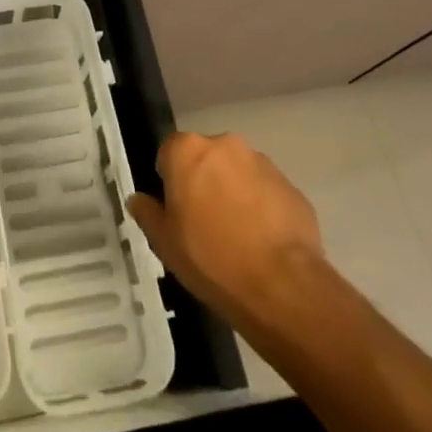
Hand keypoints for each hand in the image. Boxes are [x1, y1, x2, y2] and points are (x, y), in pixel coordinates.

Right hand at [127, 132, 322, 326]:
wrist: (281, 286)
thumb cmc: (210, 257)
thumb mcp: (163, 242)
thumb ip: (147, 212)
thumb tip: (139, 200)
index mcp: (187, 150)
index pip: (168, 152)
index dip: (169, 180)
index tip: (175, 209)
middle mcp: (225, 145)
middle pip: (206, 158)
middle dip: (204, 181)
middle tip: (204, 222)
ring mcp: (263, 164)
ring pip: (239, 173)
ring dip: (234, 192)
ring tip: (238, 236)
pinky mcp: (292, 187)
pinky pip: (267, 192)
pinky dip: (262, 208)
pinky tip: (262, 243)